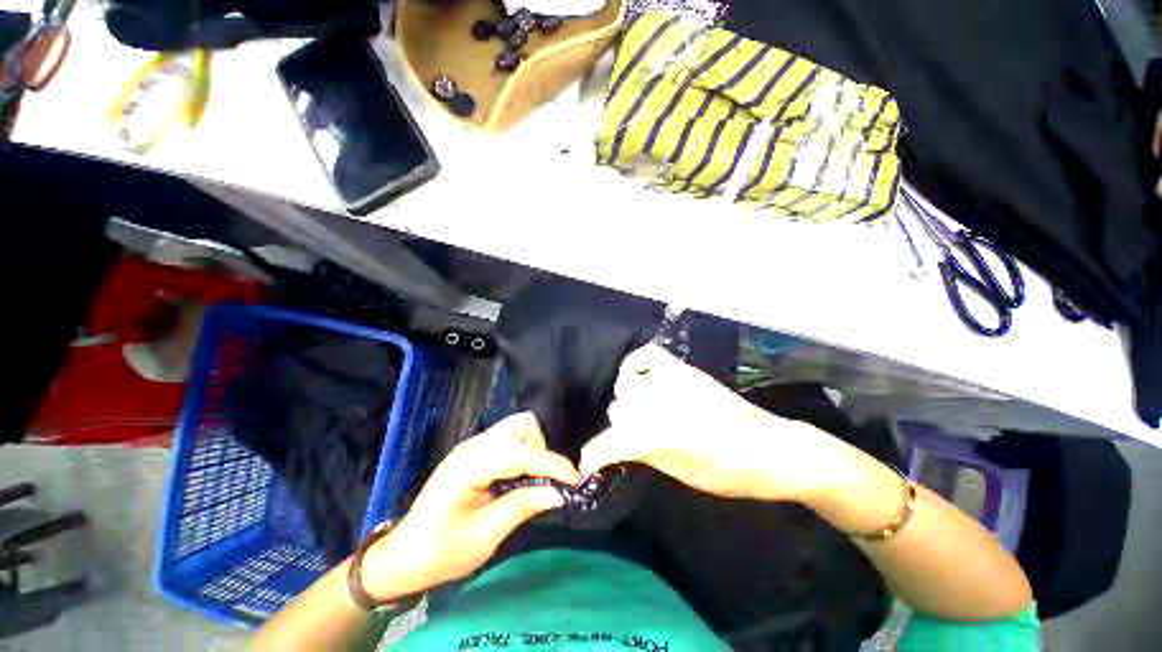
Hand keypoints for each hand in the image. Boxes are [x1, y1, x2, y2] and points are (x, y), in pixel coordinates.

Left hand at [360, 412, 579, 601]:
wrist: (402, 557)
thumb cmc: (440, 553)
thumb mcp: (484, 536)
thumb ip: (522, 507)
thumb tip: (558, 493)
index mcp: (470, 466)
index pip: (523, 453)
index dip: (553, 464)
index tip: (575, 480)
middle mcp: (473, 445)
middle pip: (522, 425)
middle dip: (541, 449)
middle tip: (545, 482)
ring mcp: (472, 446)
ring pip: (517, 429)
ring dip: (533, 449)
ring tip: (532, 482)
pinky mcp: (474, 452)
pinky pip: (508, 440)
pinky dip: (522, 453)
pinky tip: (518, 479)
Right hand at [580, 344, 836, 500]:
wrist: (774, 448)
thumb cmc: (734, 474)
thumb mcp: (686, 476)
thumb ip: (647, 455)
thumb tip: (619, 447)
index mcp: (664, 435)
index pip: (612, 440)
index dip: (594, 455)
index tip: (587, 466)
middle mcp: (663, 402)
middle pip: (619, 411)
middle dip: (619, 431)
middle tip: (631, 443)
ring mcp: (674, 381)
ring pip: (627, 387)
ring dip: (627, 404)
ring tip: (639, 416)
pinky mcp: (685, 370)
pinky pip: (648, 355)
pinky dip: (634, 364)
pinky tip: (635, 377)